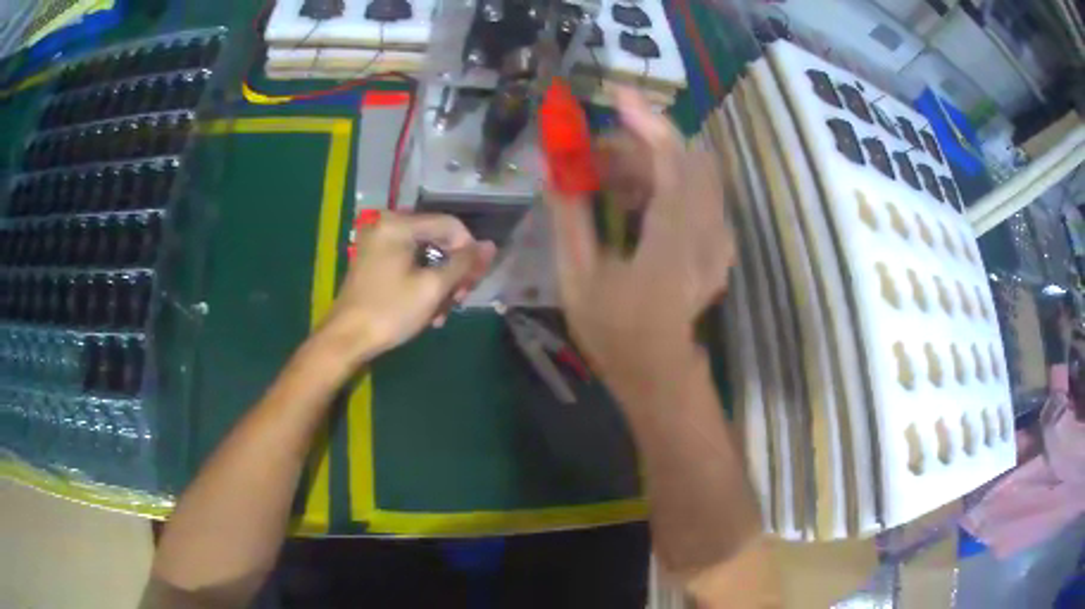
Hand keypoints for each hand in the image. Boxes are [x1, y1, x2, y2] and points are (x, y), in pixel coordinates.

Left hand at [317, 213, 495, 363]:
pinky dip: (423, 283)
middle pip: (438, 239)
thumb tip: (490, 246)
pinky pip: (410, 263)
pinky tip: (428, 310)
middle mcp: (388, 225)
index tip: (474, 282)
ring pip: (426, 255)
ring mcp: (380, 243)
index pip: (450, 225)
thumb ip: (464, 264)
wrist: (346, 339)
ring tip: (442, 313)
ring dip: (440, 282)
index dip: (470, 251)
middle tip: (459, 301)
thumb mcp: (432, 288)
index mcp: (399, 224)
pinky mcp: (376, 260)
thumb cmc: (390, 312)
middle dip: (453, 271)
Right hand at [543, 88, 734, 404]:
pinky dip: (665, 182)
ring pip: (694, 174)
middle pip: (686, 159)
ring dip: (651, 163)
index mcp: (672, 242)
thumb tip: (550, 163)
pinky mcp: (717, 243)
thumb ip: (568, 215)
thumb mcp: (577, 277)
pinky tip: (633, 201)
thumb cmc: (614, 331)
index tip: (618, 97)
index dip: (648, 123)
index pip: (673, 162)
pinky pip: (698, 193)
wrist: (658, 370)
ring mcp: (717, 238)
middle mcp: (706, 233)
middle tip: (595, 155)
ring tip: (606, 180)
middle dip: (641, 144)